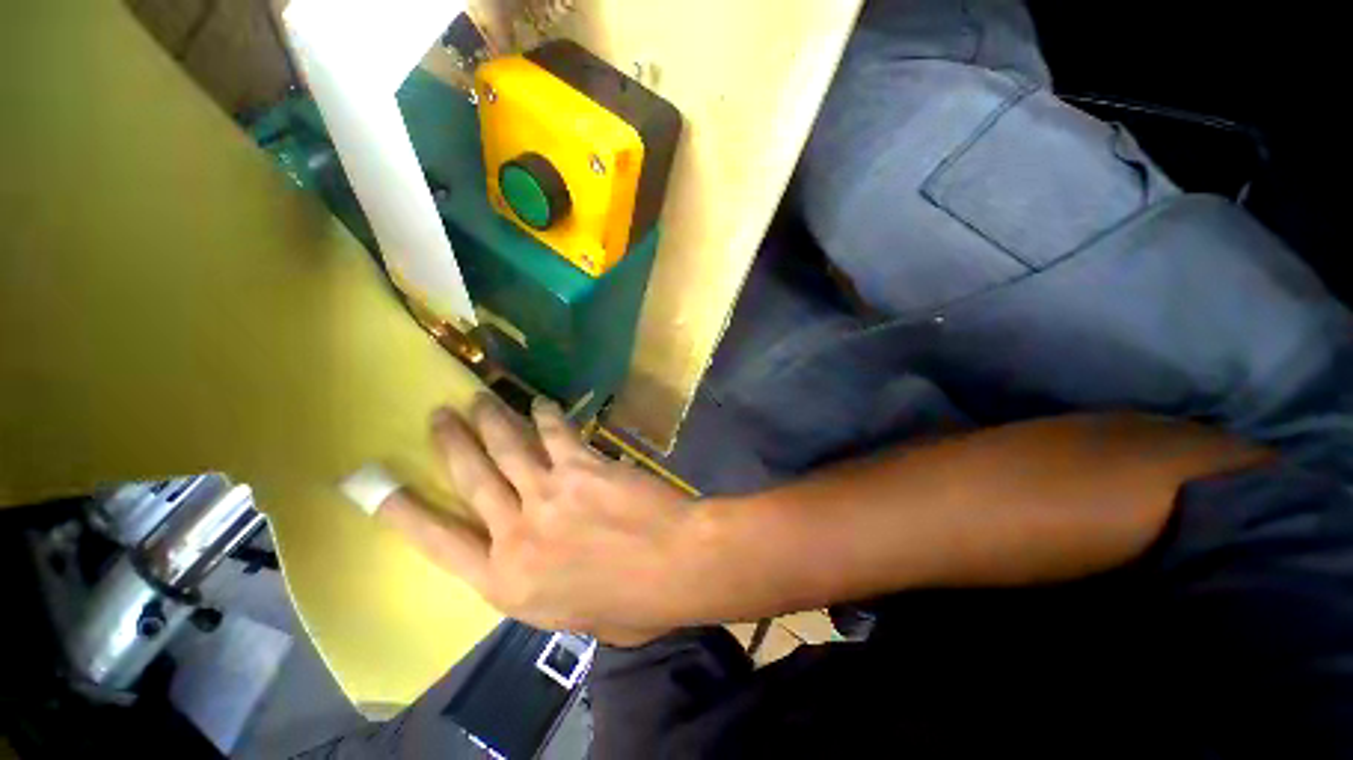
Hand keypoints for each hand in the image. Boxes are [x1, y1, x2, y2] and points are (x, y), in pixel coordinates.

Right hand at [379, 395, 695, 645]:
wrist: (675, 565)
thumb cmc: (632, 605)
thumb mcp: (573, 616)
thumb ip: (546, 588)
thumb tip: (542, 564)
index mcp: (508, 581)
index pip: (439, 543)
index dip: (404, 512)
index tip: (378, 487)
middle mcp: (517, 532)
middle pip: (472, 478)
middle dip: (451, 442)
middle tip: (439, 415)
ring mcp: (548, 492)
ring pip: (508, 447)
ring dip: (491, 419)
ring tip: (478, 399)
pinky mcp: (581, 466)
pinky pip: (557, 434)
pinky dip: (546, 416)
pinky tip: (540, 404)